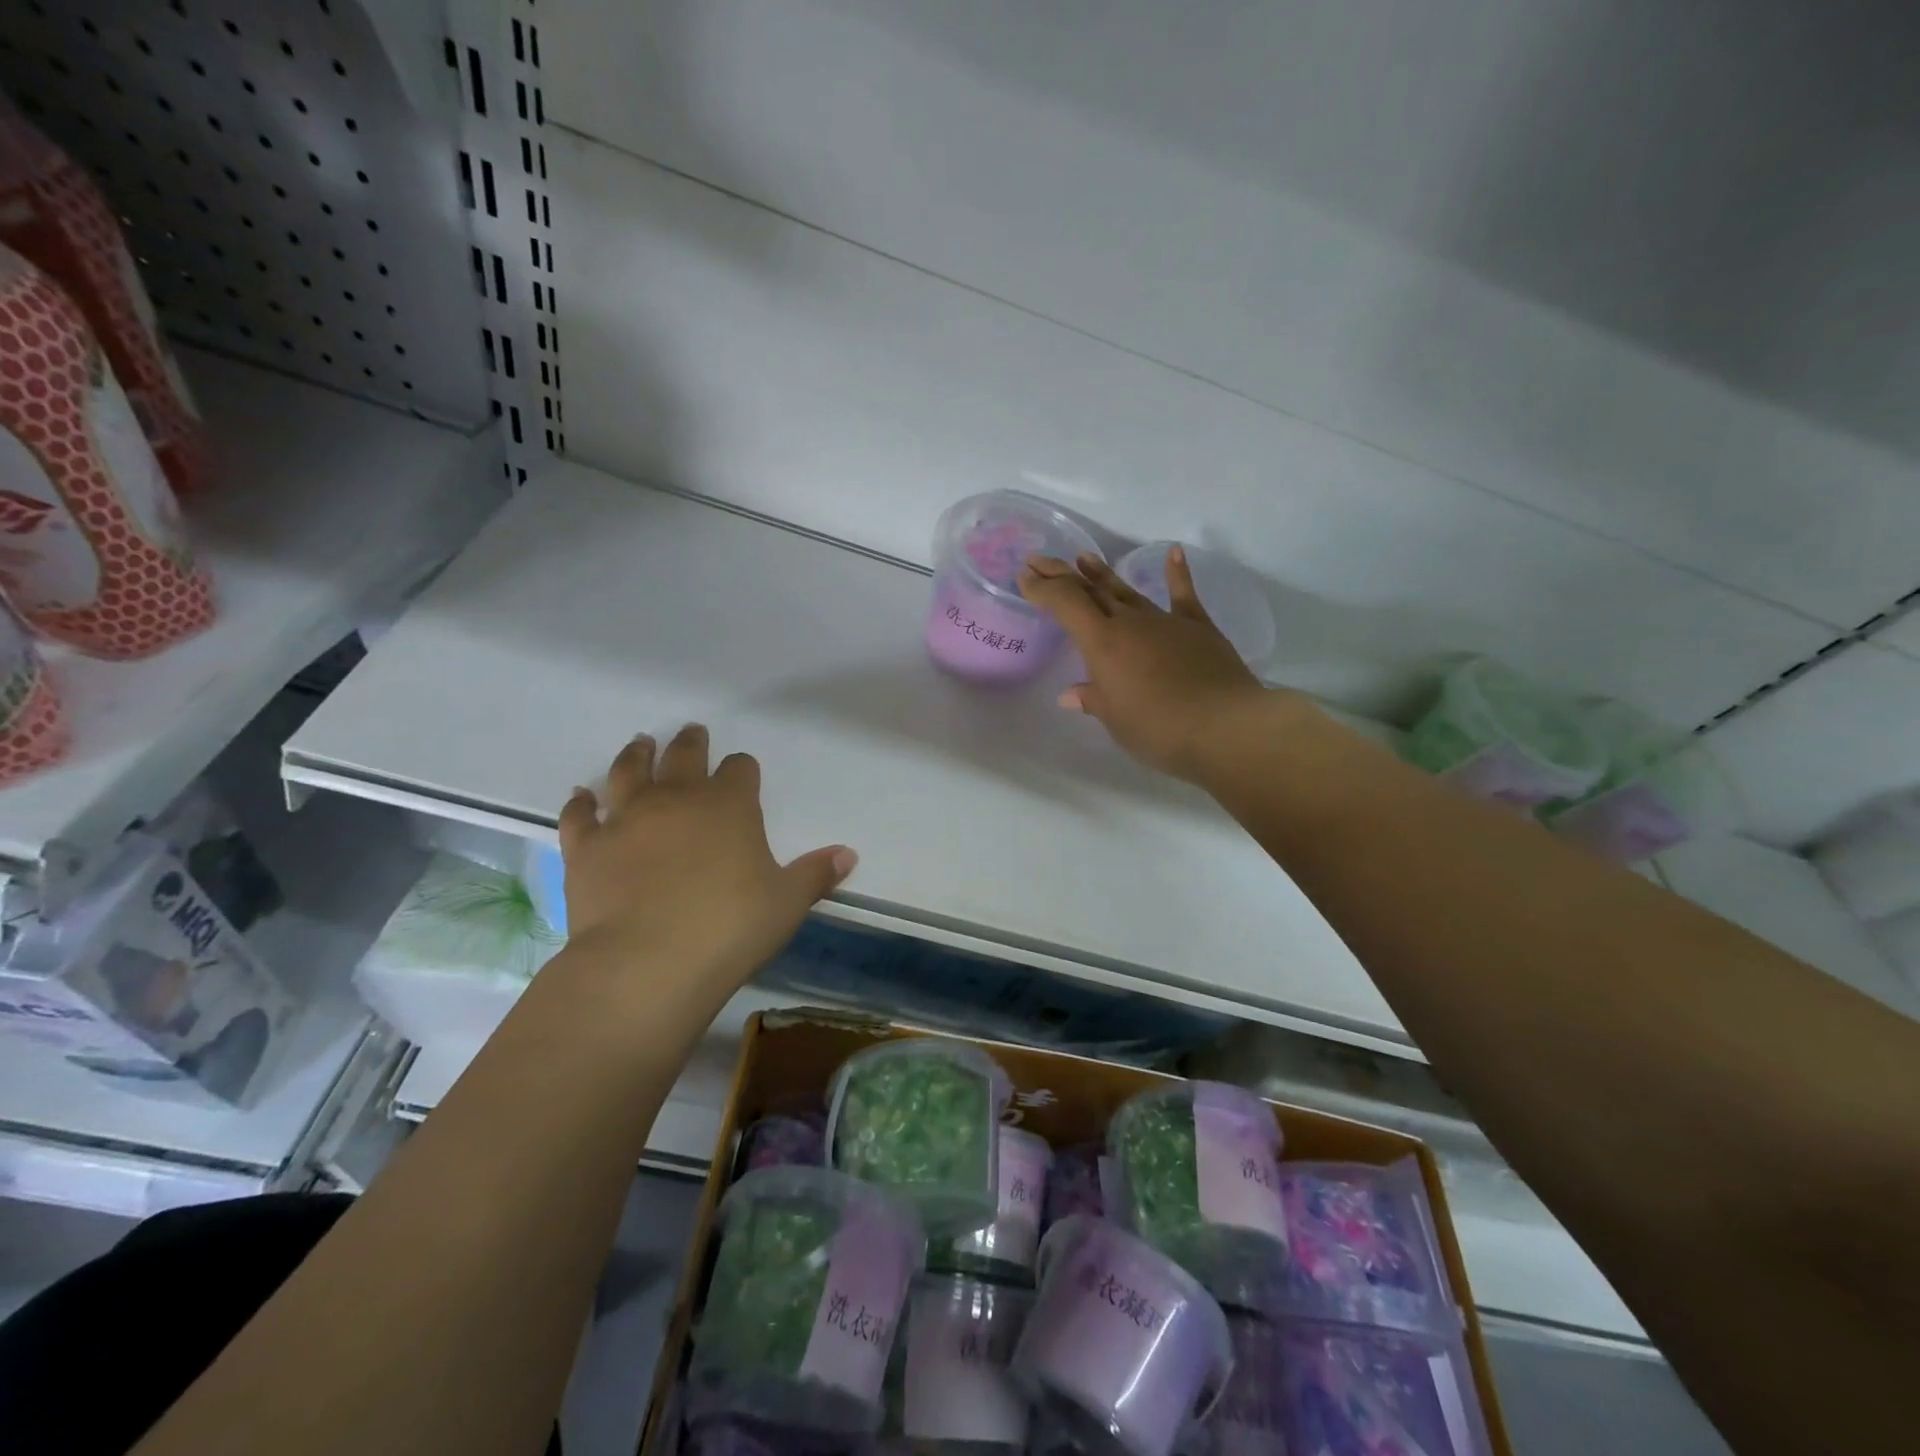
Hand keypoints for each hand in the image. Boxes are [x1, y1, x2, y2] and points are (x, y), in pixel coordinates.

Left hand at [554, 725, 855, 1018]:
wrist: (647, 963)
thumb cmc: (729, 928)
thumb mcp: (786, 903)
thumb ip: (816, 874)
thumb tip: (848, 854)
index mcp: (728, 805)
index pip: (739, 770)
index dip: (742, 769)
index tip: (742, 772)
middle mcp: (676, 799)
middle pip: (683, 756)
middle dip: (690, 743)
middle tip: (691, 733)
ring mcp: (626, 819)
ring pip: (628, 772)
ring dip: (636, 755)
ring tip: (640, 745)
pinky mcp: (586, 848)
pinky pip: (580, 815)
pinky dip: (581, 803)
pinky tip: (581, 796)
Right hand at [1019, 548, 1285, 781]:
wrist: (1225, 726)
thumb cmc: (1158, 728)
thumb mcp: (1116, 720)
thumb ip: (1094, 700)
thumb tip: (1072, 694)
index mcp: (1102, 642)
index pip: (1065, 605)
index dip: (1043, 589)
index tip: (1025, 577)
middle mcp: (1130, 622)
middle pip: (1090, 591)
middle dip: (1062, 575)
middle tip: (1040, 559)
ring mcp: (1165, 621)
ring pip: (1127, 591)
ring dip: (1103, 574)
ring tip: (1084, 558)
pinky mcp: (1198, 627)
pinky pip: (1183, 595)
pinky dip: (1177, 573)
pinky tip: (1173, 553)